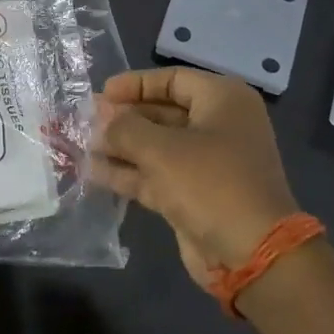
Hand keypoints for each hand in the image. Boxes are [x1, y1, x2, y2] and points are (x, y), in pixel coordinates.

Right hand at [93, 67, 298, 282]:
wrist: (250, 253)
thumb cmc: (209, 183)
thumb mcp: (161, 149)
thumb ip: (124, 128)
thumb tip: (101, 119)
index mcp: (223, 101)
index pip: (173, 80)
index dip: (135, 84)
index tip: (101, 94)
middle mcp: (218, 126)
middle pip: (162, 112)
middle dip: (124, 118)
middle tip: (86, 121)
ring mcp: (207, 164)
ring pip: (156, 146)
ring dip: (121, 146)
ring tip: (82, 145)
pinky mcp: (194, 195)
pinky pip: (156, 175)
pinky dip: (129, 172)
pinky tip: (94, 171)